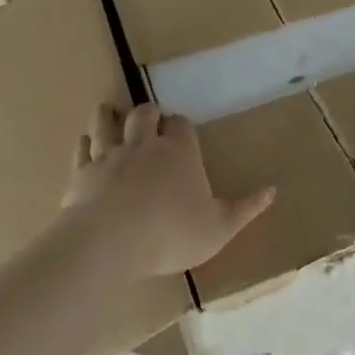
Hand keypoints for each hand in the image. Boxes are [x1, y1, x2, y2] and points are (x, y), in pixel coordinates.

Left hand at [60, 104, 276, 279]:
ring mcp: (109, 154)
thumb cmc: (171, 233)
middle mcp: (144, 144)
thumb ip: (245, 209)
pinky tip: (85, 143)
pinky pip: (82, 148)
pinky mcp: (81, 171)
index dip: (181, 125)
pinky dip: (85, 143)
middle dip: (148, 113)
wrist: (110, 242)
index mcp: (179, 152)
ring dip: (110, 115)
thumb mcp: (219, 228)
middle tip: (150, 119)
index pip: (182, 124)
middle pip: (144, 113)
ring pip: (107, 121)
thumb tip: (273, 190)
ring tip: (112, 113)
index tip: (181, 131)